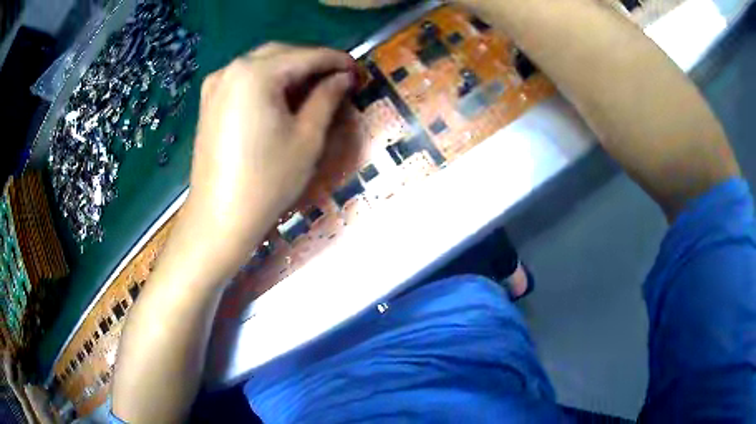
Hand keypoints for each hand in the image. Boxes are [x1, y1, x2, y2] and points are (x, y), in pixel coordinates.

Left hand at [184, 43, 356, 271]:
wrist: (219, 219)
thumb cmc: (267, 181)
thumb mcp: (306, 138)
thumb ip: (327, 98)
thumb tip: (343, 78)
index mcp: (255, 74)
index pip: (306, 56)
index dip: (336, 60)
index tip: (359, 70)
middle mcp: (231, 70)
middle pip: (281, 53)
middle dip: (312, 62)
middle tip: (339, 78)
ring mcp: (216, 85)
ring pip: (261, 64)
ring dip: (290, 69)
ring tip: (315, 87)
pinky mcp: (209, 102)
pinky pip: (244, 79)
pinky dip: (268, 80)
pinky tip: (282, 96)